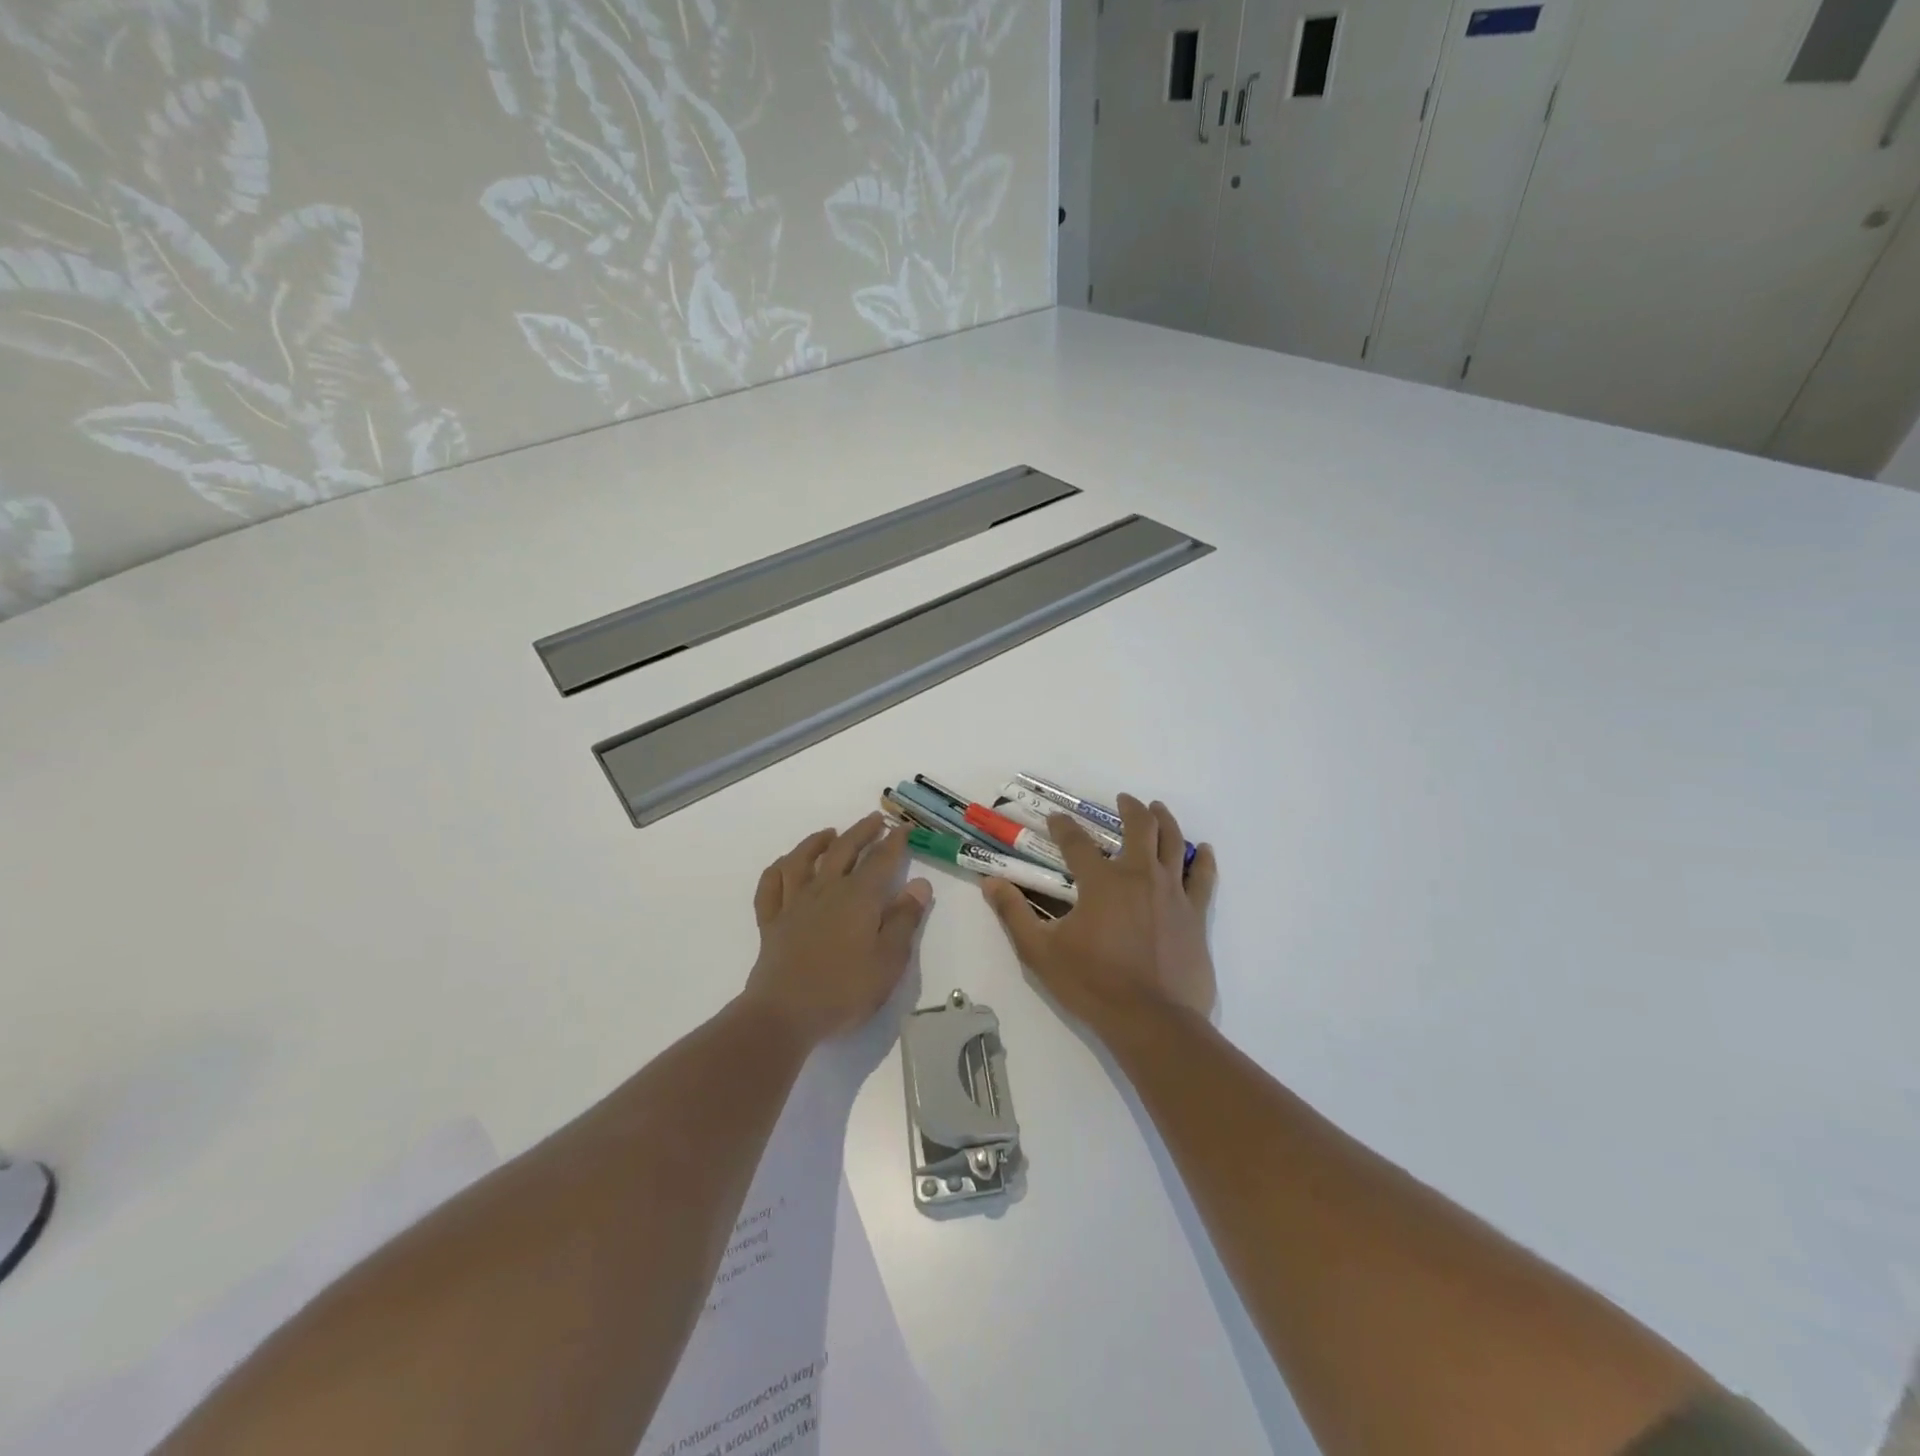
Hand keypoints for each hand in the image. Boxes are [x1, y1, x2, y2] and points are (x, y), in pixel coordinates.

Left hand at [741, 813, 932, 1046]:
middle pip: (844, 850)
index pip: (881, 860)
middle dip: (862, 832)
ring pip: (803, 860)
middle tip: (875, 820)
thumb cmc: (845, 990)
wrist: (785, 1014)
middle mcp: (826, 890)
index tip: (903, 828)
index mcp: (859, 897)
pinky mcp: (771, 921)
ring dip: (817, 842)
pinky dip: (778, 869)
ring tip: (830, 833)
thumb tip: (919, 884)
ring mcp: (794, 903)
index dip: (895, 842)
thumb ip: (905, 919)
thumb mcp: (889, 960)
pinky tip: (786, 865)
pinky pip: (771, 886)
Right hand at [983, 794, 1218, 1035]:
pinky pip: (1203, 878)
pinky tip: (1204, 850)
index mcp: (1101, 882)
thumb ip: (1014, 914)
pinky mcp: (1195, 914)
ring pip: (1173, 842)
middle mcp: (1139, 876)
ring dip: (1164, 820)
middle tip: (1123, 800)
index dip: (1063, 826)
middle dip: (1129, 808)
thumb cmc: (1093, 984)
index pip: (1076, 842)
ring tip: (1158, 808)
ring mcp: (1172, 893)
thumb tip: (991, 882)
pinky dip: (1203, 860)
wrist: (1153, 1022)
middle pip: (1139, 827)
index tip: (1055, 818)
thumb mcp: (1040, 953)